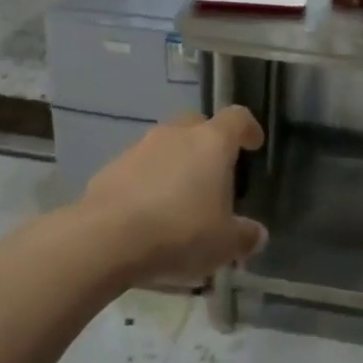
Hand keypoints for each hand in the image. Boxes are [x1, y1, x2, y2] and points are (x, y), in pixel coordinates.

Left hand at [82, 107, 266, 285]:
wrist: (106, 239)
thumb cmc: (180, 232)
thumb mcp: (225, 244)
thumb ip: (245, 236)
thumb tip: (256, 234)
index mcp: (211, 143)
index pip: (237, 118)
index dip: (248, 129)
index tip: (253, 143)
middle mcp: (175, 135)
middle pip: (197, 125)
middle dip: (207, 144)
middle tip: (214, 173)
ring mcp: (138, 148)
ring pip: (165, 146)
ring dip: (175, 165)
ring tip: (179, 201)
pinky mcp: (110, 168)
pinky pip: (138, 169)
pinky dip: (147, 183)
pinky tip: (148, 215)